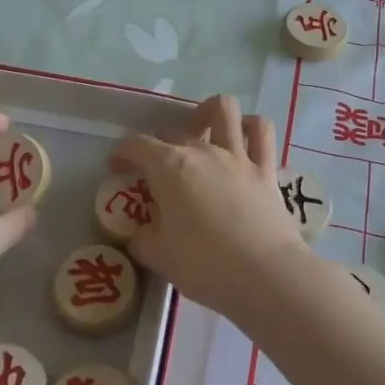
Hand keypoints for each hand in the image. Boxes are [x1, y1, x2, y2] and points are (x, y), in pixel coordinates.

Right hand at [109, 95, 309, 324]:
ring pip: (223, 110)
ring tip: (202, 130)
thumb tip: (140, 235)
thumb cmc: (204, 264)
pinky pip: (261, 132)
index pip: (136, 145)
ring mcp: (237, 156)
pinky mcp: (266, 169)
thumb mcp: (159, 257)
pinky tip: (243, 136)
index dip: (122, 153)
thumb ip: (143, 240)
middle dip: (158, 144)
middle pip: (173, 131)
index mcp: (169, 167)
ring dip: (208, 113)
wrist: (264, 274)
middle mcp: (202, 151)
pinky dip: (250, 127)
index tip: (117, 168)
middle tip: (156, 169)